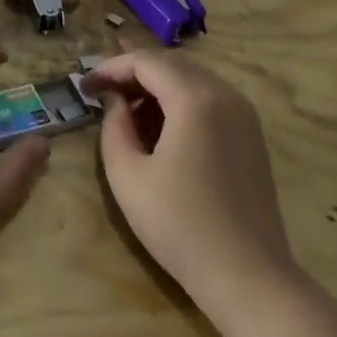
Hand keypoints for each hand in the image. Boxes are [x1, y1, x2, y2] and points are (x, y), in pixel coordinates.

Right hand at [80, 47, 293, 309]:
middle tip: (101, 94)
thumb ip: (114, 125)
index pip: (146, 62)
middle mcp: (226, 95)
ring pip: (193, 80)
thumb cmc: (178, 224)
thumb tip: (114, 101)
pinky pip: (210, 100)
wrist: (246, 275)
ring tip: (125, 113)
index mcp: (196, 99)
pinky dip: (179, 102)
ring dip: (156, 87)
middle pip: (172, 64)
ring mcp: (245, 115)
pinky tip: (159, 130)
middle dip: (133, 73)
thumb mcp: (127, 174)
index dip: (110, 68)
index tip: (84, 87)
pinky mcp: (252, 136)